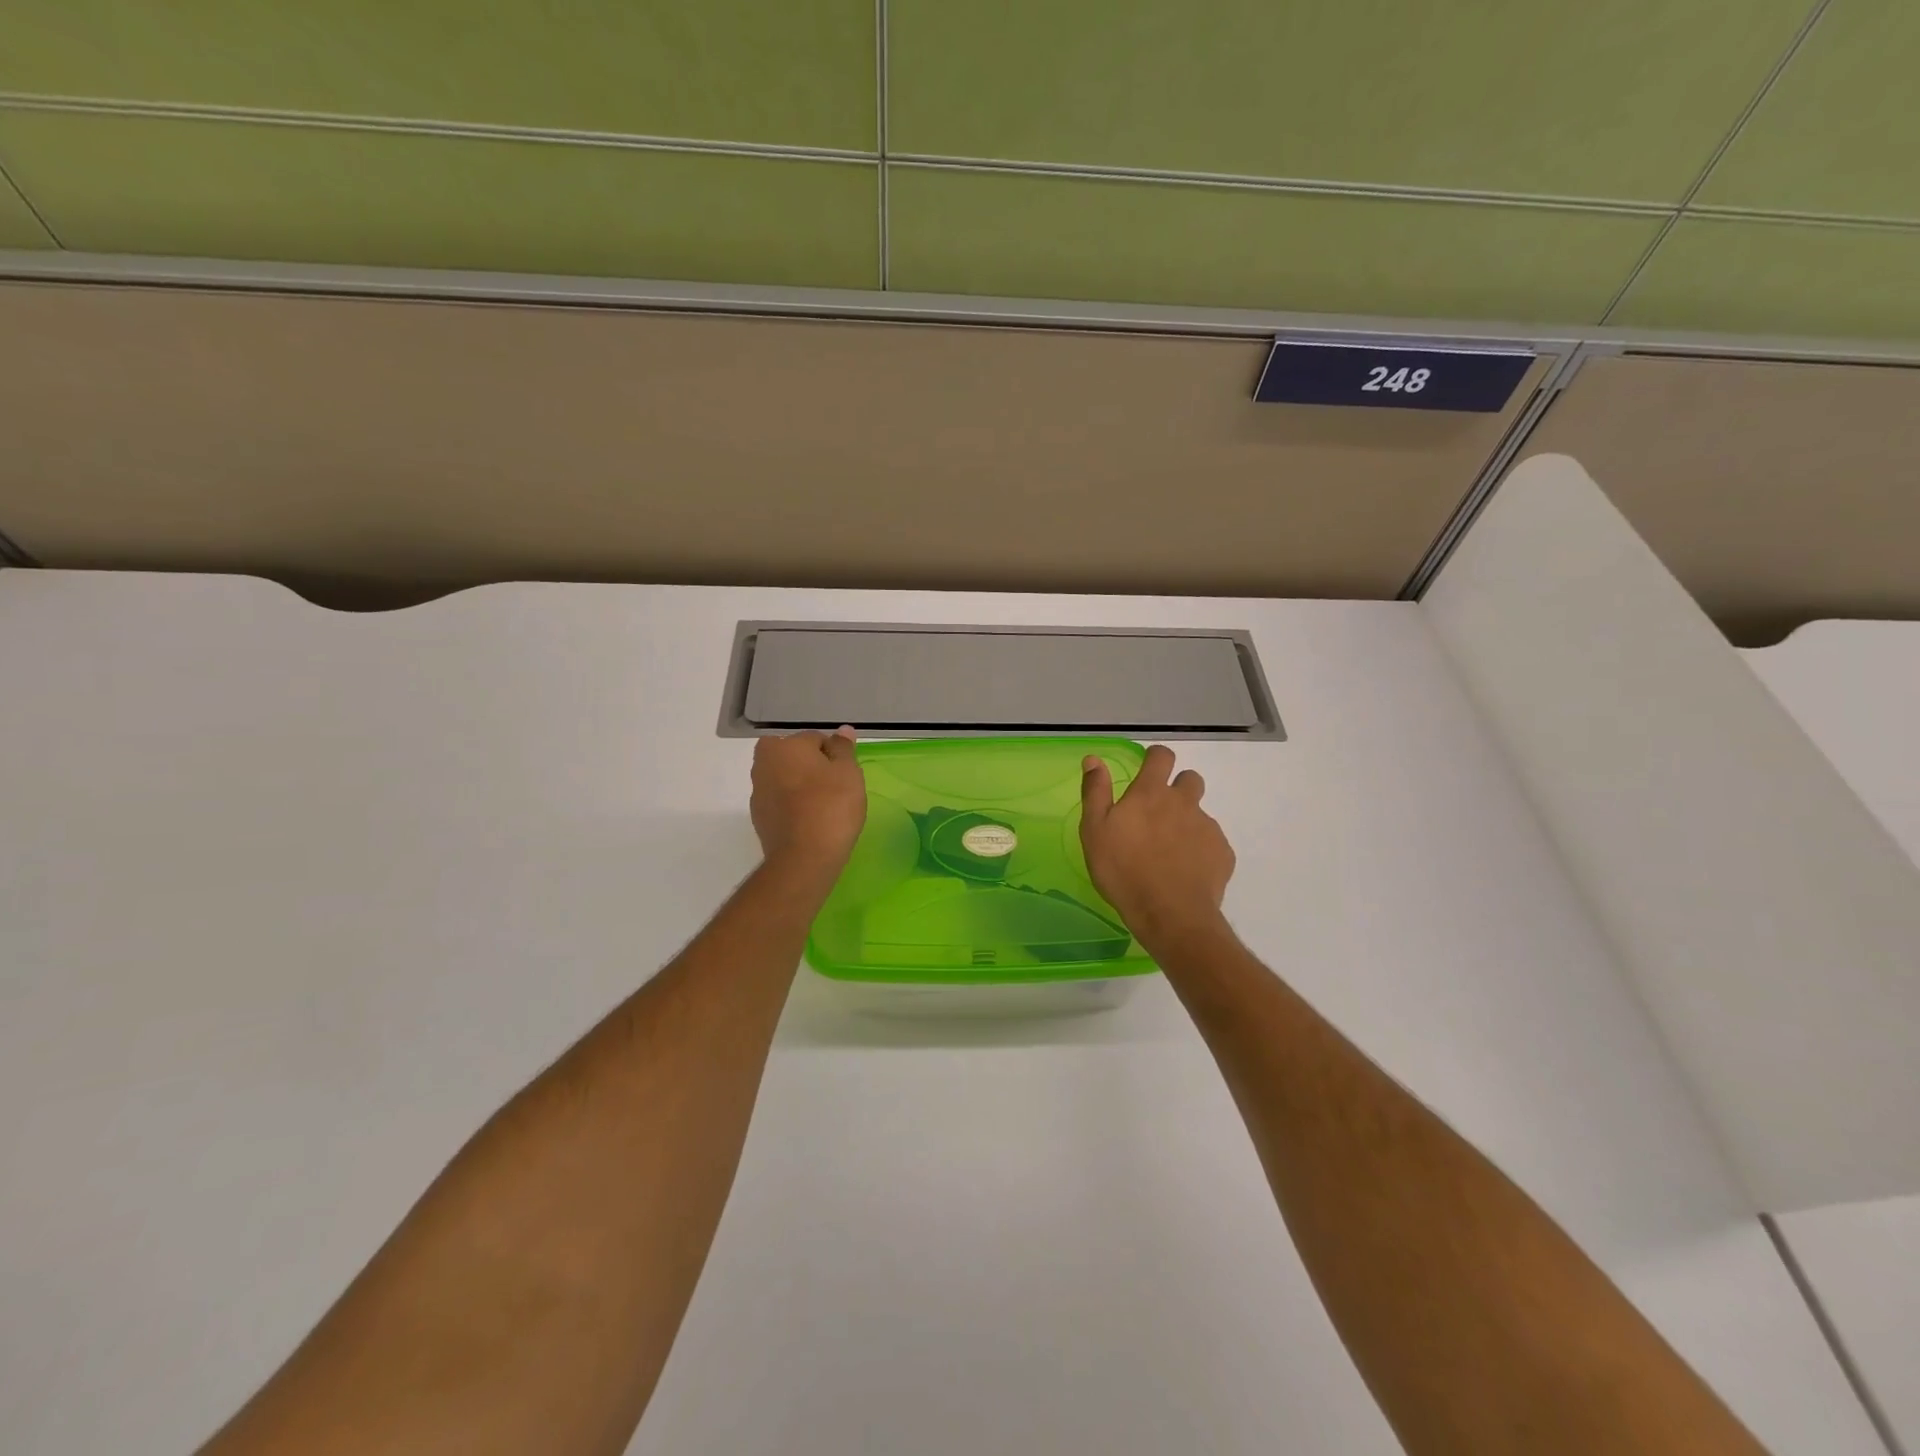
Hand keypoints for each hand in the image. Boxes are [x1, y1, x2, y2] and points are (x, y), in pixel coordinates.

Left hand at [751, 728, 866, 870]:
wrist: (804, 858)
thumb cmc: (831, 806)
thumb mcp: (848, 772)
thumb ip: (843, 748)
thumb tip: (842, 731)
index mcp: (783, 746)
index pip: (814, 738)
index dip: (834, 754)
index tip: (846, 774)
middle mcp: (763, 764)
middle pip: (794, 757)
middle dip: (812, 767)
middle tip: (835, 787)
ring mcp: (758, 792)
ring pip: (785, 779)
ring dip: (801, 786)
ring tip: (825, 806)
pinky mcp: (759, 818)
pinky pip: (780, 802)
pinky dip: (793, 806)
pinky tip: (810, 822)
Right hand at [1080, 745, 1234, 947]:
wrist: (1170, 914)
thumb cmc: (1123, 870)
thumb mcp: (1095, 830)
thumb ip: (1095, 791)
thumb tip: (1093, 759)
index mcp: (1151, 793)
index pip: (1162, 757)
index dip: (1156, 757)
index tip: (1148, 768)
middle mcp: (1183, 803)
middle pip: (1190, 779)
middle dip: (1178, 787)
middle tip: (1159, 813)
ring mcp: (1207, 827)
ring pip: (1200, 813)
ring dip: (1187, 821)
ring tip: (1170, 849)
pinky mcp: (1222, 853)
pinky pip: (1211, 843)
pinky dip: (1200, 850)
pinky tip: (1185, 871)